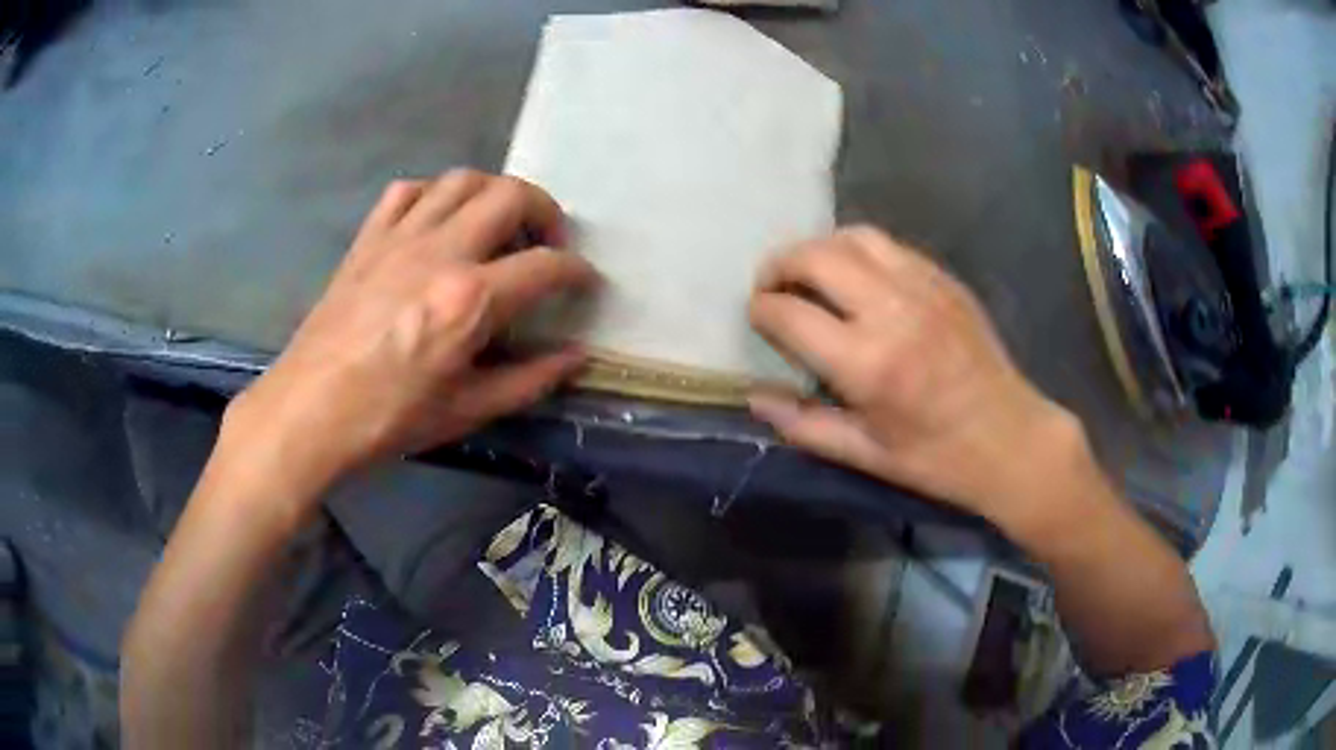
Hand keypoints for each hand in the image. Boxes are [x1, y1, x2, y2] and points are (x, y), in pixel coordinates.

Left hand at [222, 170, 597, 505]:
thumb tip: (576, 357)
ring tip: (498, 226)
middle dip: (545, 211)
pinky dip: (434, 195)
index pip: (545, 265)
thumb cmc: (389, 418)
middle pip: (510, 195)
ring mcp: (400, 237)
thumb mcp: (468, 411)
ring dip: (493, 193)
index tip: (585, 282)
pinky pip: (408, 191)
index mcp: (470, 299)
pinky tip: (438, 222)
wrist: (311, 411)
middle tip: (547, 243)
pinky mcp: (369, 239)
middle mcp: (440, 251)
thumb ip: (530, 380)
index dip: (577, 271)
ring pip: (461, 180)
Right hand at [748, 226, 1078, 521]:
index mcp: (867, 363)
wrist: (1011, 439)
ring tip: (810, 274)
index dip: (761, 312)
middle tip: (772, 288)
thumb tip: (754, 396)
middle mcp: (891, 310)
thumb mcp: (865, 454)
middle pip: (815, 257)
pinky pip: (889, 245)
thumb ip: (803, 424)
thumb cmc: (937, 458)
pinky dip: (858, 251)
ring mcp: (923, 287)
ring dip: (819, 249)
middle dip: (779, 266)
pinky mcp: (945, 280)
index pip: (789, 313)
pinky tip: (857, 277)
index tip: (758, 320)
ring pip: (853, 237)